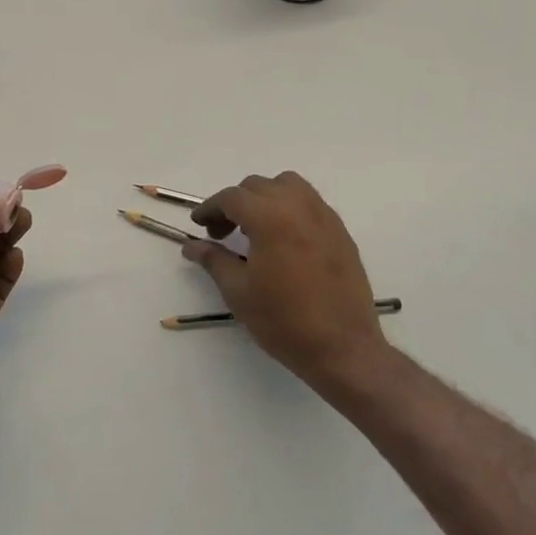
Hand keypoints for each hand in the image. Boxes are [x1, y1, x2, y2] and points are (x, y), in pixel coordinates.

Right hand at [185, 172, 389, 393]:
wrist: (343, 349)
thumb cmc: (284, 321)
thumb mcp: (239, 292)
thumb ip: (213, 260)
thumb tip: (191, 246)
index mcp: (270, 217)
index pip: (232, 198)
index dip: (210, 208)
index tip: (198, 224)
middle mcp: (298, 206)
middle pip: (258, 186)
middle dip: (235, 204)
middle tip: (222, 233)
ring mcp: (324, 216)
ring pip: (288, 185)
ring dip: (265, 197)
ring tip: (255, 227)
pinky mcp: (340, 231)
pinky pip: (310, 202)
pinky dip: (290, 207)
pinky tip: (283, 238)